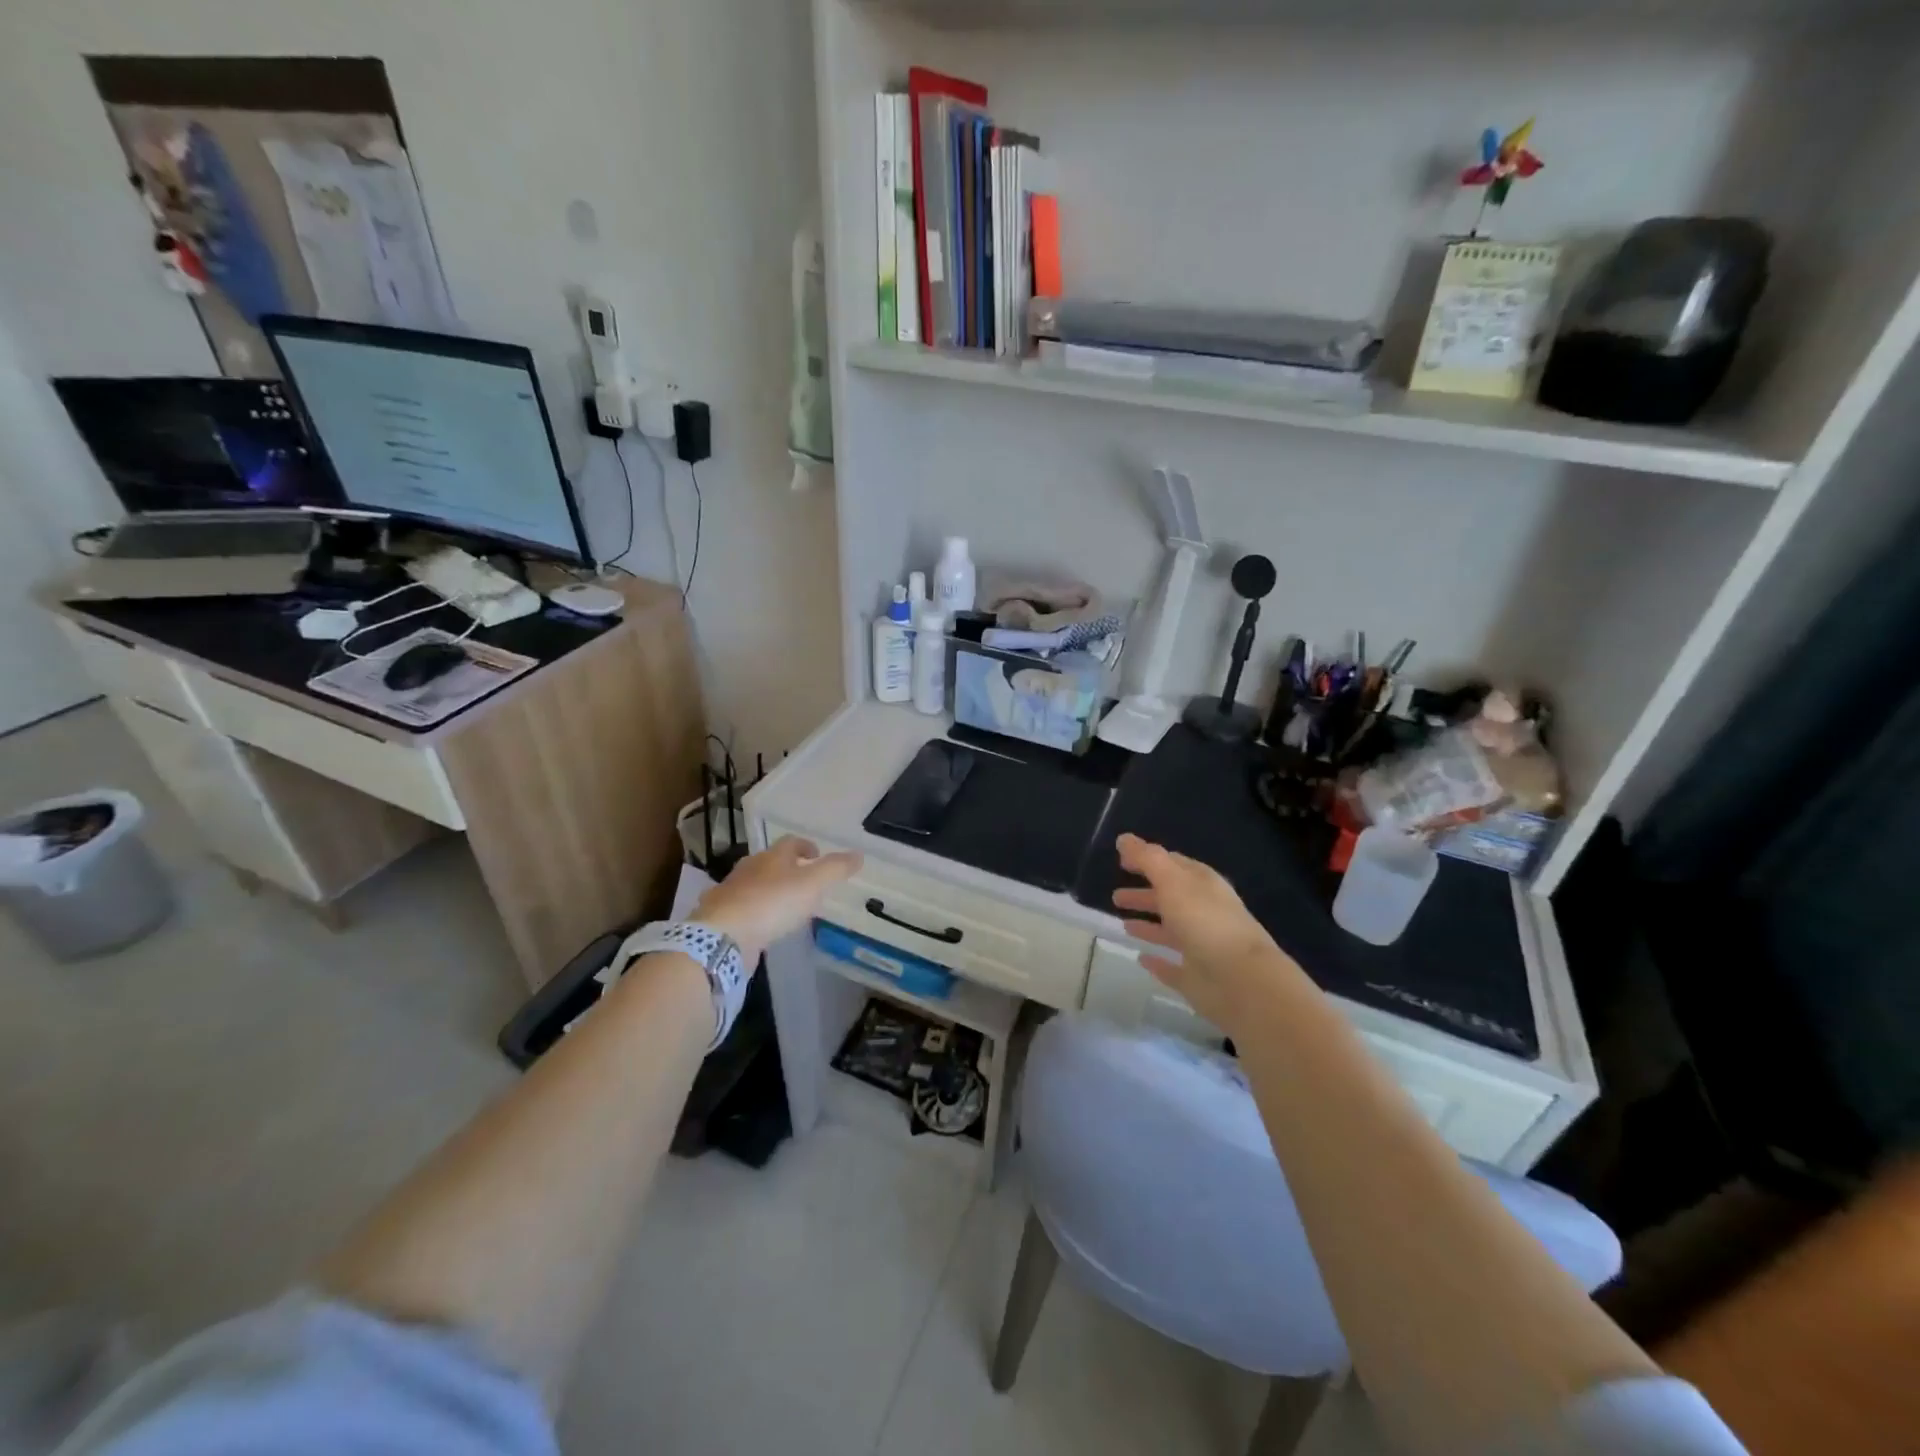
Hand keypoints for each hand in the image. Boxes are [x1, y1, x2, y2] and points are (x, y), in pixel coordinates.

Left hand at [694, 836, 860, 963]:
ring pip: (753, 884)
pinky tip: (759, 925)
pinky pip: (741, 908)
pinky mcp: (720, 916)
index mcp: (772, 856)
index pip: (791, 842)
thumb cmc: (773, 903)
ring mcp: (731, 892)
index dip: (806, 846)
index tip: (816, 855)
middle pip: (770, 862)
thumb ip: (836, 869)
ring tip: (784, 906)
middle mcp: (749, 868)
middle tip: (804, 882)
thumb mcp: (813, 884)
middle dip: (786, 868)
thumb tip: (859, 854)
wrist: (723, 936)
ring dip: (768, 890)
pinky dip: (752, 911)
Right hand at [1111, 833, 1300, 1030]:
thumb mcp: (1173, 882)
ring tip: (1123, 924)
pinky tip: (1141, 959)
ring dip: (1148, 926)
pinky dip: (1158, 962)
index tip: (1122, 861)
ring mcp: (1202, 946)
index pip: (1174, 865)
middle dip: (1144, 894)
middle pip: (1170, 898)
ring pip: (1170, 932)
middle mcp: (1204, 912)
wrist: (1242, 981)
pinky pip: (1173, 967)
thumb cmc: (1206, 922)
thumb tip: (1123, 838)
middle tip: (1116, 896)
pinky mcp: (1197, 978)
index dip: (1148, 860)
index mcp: (1203, 885)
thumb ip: (1147, 859)